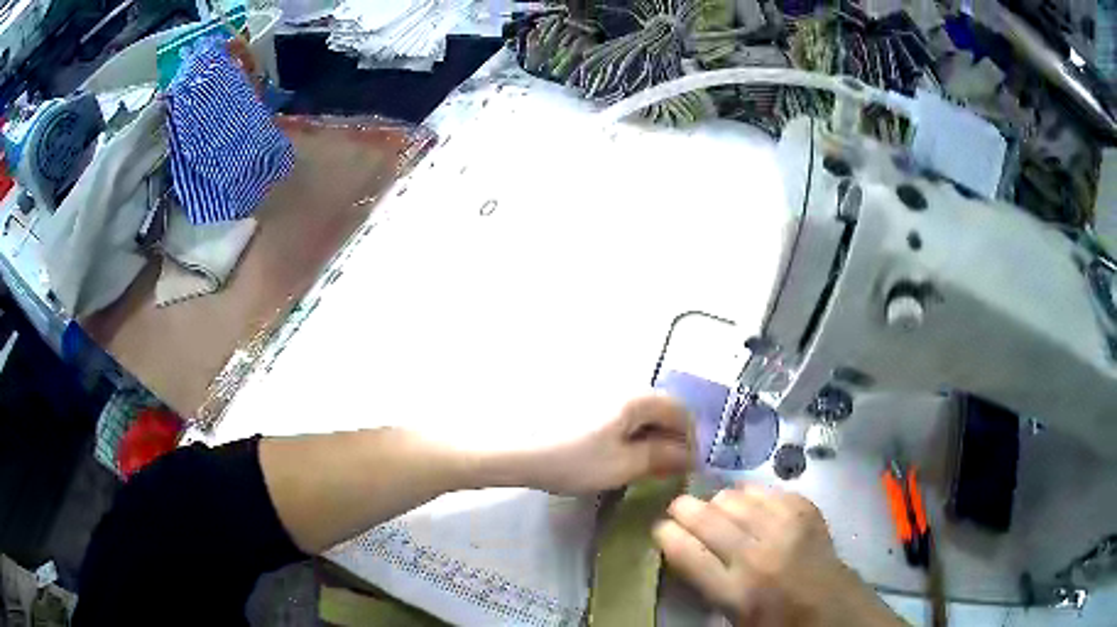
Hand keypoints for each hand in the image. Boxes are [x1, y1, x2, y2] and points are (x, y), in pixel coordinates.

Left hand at [523, 394, 694, 494]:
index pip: (681, 411)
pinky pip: (621, 417)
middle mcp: (624, 388)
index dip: (691, 439)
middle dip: (670, 440)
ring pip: (641, 415)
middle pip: (661, 410)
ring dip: (650, 438)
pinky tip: (621, 456)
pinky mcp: (587, 404)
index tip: (689, 467)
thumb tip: (690, 456)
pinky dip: (630, 435)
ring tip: (645, 467)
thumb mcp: (624, 465)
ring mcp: (603, 394)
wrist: (519, 452)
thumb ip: (662, 458)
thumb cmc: (575, 459)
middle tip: (668, 470)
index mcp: (637, 398)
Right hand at [654, 485, 904, 626]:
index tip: (659, 530)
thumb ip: (704, 584)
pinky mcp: (805, 510)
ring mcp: (785, 528)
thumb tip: (680, 547)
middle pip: (706, 518)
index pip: (686, 552)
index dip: (665, 535)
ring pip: (733, 497)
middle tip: (678, 510)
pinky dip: (748, 494)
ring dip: (715, 501)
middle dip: (682, 508)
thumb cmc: (777, 620)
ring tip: (713, 508)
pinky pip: (764, 490)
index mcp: (737, 591)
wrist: (832, 606)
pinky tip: (746, 504)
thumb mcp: (733, 617)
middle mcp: (758, 555)